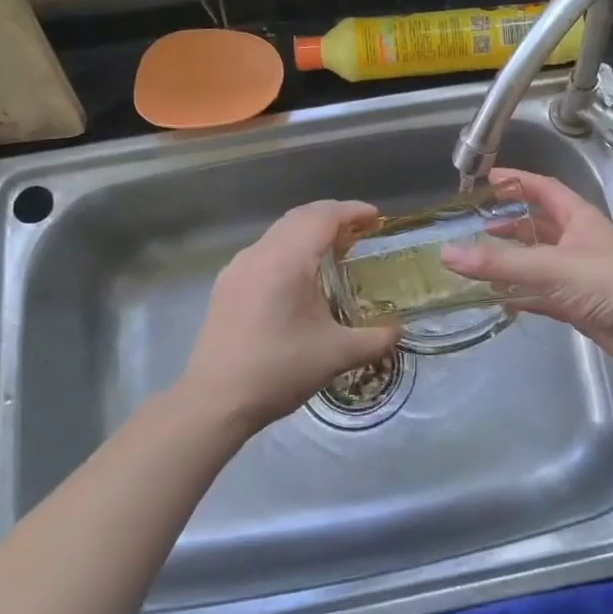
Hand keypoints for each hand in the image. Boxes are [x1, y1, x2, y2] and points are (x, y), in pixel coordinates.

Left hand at [180, 201, 401, 432]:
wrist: (214, 402)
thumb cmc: (278, 371)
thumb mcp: (337, 355)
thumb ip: (375, 339)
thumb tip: (398, 332)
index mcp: (287, 261)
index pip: (324, 217)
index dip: (352, 211)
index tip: (376, 218)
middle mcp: (260, 254)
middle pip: (300, 217)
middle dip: (332, 216)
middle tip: (360, 231)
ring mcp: (238, 268)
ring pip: (279, 232)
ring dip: (308, 231)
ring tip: (333, 250)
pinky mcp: (226, 286)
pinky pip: (264, 251)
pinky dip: (288, 249)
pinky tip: (298, 276)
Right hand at [439, 169, 612, 375]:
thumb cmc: (608, 284)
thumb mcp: (551, 266)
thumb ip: (500, 262)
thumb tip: (448, 253)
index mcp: (579, 218)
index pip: (544, 189)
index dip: (517, 181)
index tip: (486, 180)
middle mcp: (579, 242)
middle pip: (539, 225)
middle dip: (509, 223)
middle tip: (475, 225)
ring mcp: (580, 275)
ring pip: (539, 261)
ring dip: (513, 260)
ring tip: (478, 260)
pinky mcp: (579, 305)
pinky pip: (542, 294)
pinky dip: (521, 294)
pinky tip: (498, 298)